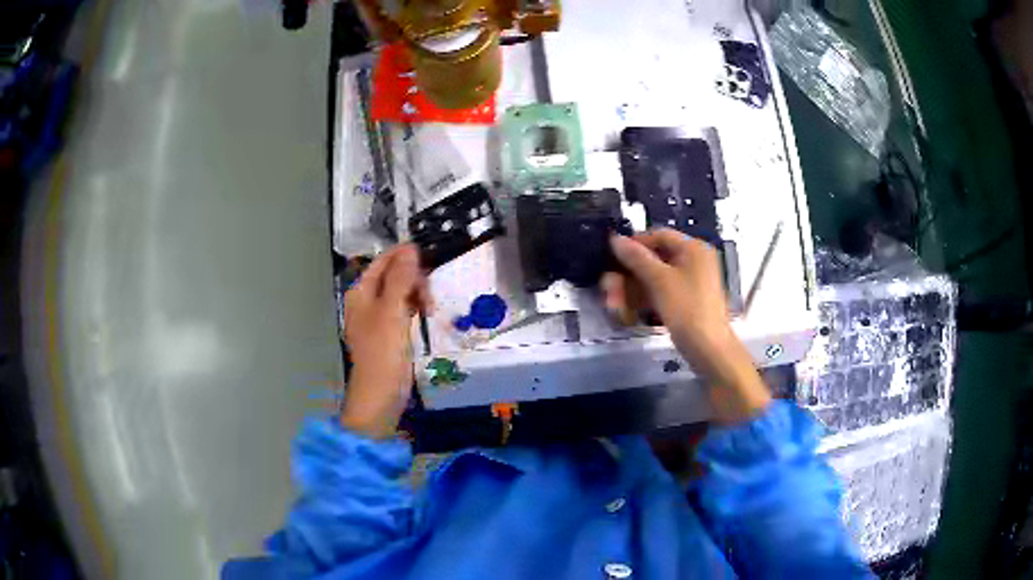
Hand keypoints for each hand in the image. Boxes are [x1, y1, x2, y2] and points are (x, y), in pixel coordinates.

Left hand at [341, 245, 432, 437]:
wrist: (381, 394)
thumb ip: (401, 279)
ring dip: (417, 293)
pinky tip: (426, 314)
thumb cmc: (382, 352)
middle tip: (430, 292)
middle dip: (413, 277)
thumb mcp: (392, 311)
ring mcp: (379, 317)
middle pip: (393, 275)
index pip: (382, 261)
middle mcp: (367, 301)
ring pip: (401, 292)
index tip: (428, 256)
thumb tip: (410, 249)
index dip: (403, 255)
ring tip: (430, 307)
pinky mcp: (390, 332)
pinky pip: (404, 309)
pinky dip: (416, 307)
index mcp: (361, 292)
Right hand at [602, 229, 769, 422]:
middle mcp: (694, 261)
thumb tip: (615, 239)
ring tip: (613, 304)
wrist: (710, 350)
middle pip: (655, 258)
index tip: (612, 256)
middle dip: (629, 273)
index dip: (635, 243)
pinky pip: (662, 293)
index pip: (659, 235)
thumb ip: (637, 258)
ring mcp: (691, 283)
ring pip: (655, 279)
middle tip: (608, 286)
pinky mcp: (687, 302)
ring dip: (632, 289)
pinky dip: (645, 299)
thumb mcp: (660, 281)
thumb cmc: (688, 309)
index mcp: (693, 249)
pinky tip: (626, 311)